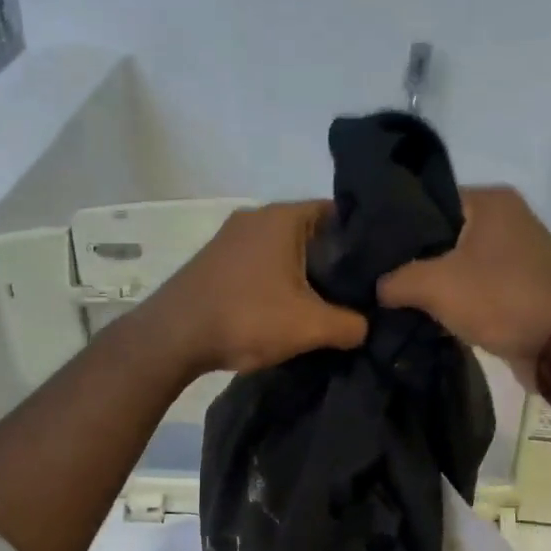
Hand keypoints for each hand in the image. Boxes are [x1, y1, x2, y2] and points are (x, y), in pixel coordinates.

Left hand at [144, 201, 367, 376]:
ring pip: (284, 250)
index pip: (337, 213)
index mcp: (283, 217)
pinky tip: (286, 309)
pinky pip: (260, 263)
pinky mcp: (215, 260)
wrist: (172, 337)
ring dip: (303, 274)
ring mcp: (231, 237)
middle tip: (357, 291)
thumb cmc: (246, 318)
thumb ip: (350, 325)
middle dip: (334, 261)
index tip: (378, 268)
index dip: (362, 239)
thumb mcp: (310, 326)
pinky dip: (277, 281)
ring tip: (325, 304)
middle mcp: (256, 216)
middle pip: (311, 232)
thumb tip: (366, 327)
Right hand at [377, 185, 550, 388]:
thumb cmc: (498, 298)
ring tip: (395, 296)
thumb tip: (376, 288)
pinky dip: (455, 298)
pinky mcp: (519, 285)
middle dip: (413, 257)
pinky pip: (475, 284)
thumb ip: (395, 280)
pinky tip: (426, 313)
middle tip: (378, 276)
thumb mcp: (434, 285)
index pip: (429, 200)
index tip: (370, 249)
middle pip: (443, 233)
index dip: (397, 225)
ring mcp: (517, 253)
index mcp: (491, 201)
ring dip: (433, 281)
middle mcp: (507, 218)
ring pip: (458, 262)